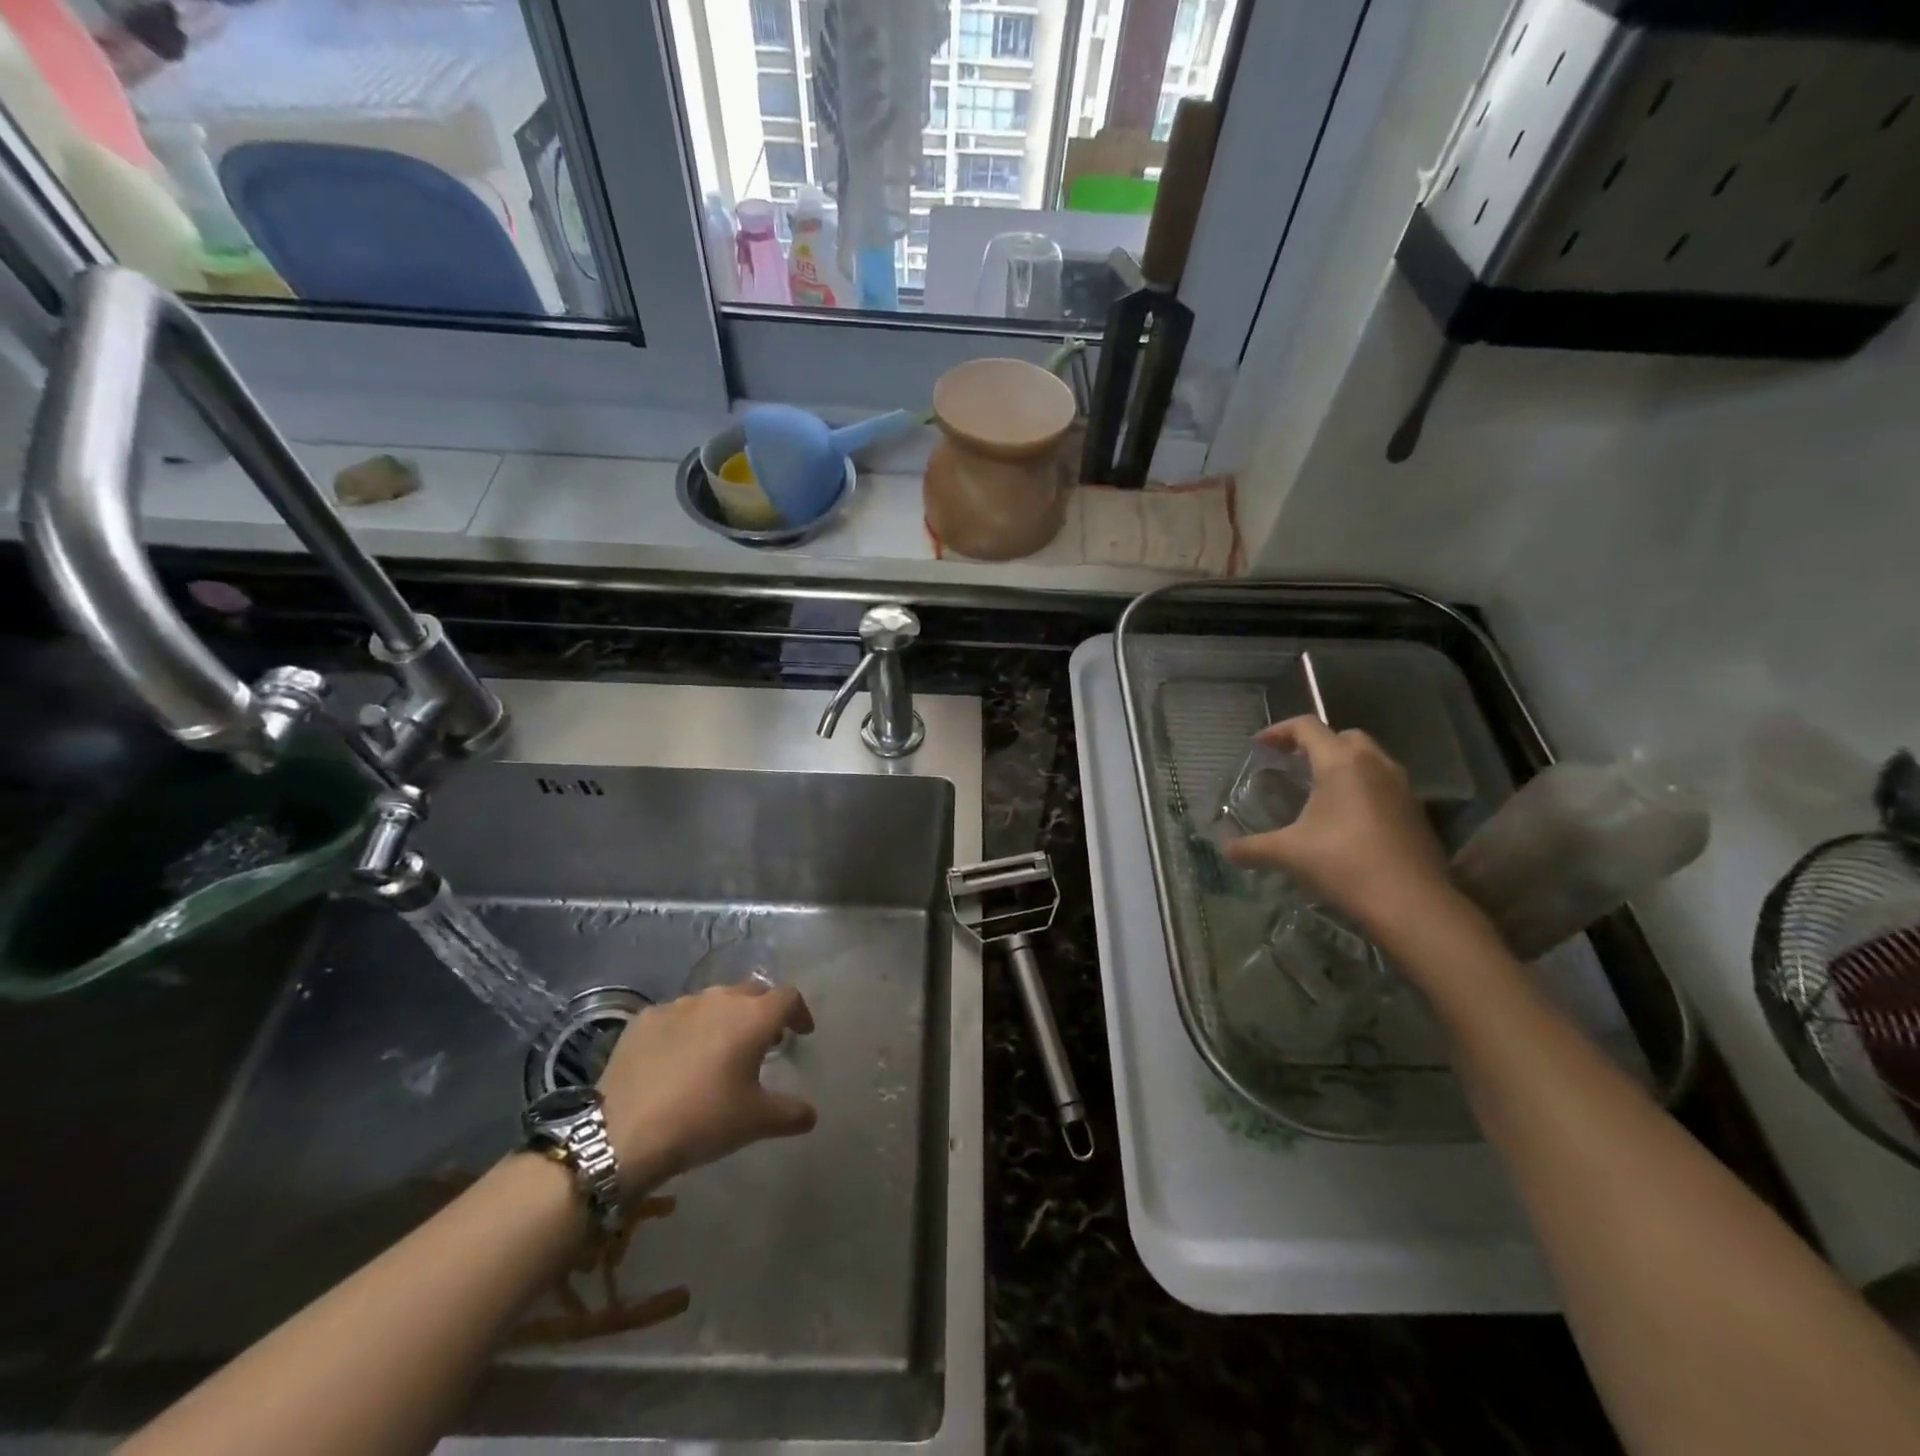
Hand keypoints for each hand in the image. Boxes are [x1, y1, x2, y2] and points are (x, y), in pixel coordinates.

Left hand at [596, 982, 817, 1195]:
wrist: (623, 1134)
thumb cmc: (702, 1121)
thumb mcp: (755, 1122)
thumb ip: (790, 1113)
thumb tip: (810, 1114)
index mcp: (752, 1017)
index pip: (788, 997)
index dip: (799, 1013)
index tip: (801, 1033)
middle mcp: (719, 1000)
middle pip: (752, 992)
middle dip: (762, 1012)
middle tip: (763, 1042)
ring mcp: (678, 1005)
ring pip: (713, 1001)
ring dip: (725, 1018)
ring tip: (720, 1049)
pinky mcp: (645, 1018)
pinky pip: (677, 1015)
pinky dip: (688, 1029)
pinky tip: (679, 1057)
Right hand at [1224, 716, 1472, 954]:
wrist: (1411, 903)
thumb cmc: (1344, 864)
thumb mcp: (1288, 853)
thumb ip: (1253, 848)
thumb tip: (1226, 850)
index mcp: (1341, 763)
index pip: (1307, 727)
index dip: (1279, 731)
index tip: (1259, 746)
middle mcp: (1375, 764)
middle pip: (1343, 737)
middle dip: (1316, 745)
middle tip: (1293, 765)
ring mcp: (1402, 787)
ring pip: (1370, 759)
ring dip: (1343, 765)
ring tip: (1320, 790)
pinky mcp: (1416, 811)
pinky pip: (1385, 785)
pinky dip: (1363, 788)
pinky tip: (1348, 819)